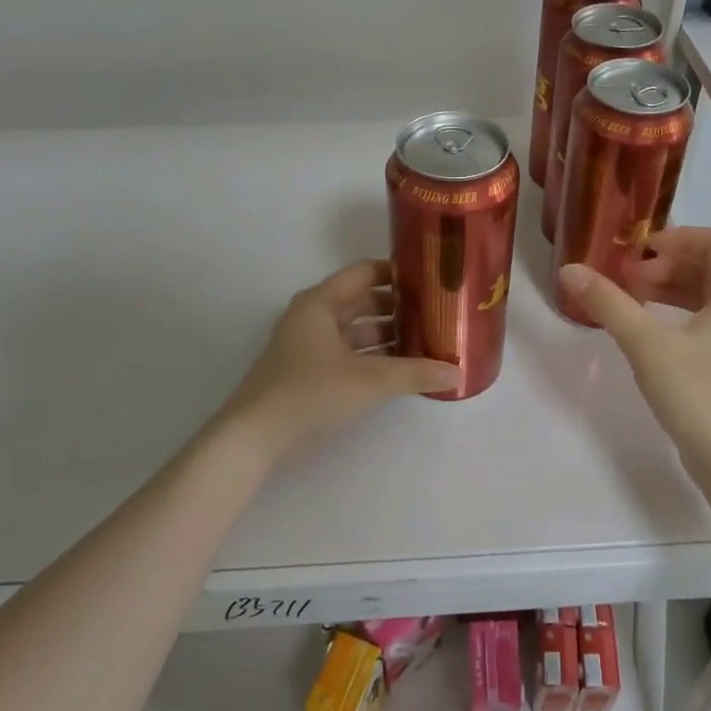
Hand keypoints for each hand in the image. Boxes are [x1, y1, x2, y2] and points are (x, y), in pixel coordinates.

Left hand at [223, 260, 460, 463]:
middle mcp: (312, 317)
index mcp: (320, 303)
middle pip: (361, 301)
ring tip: (426, 342)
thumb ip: (414, 373)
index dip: (397, 272)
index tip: (431, 279)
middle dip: (398, 307)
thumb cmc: (310, 393)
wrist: (253, 438)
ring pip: (354, 330)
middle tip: (436, 313)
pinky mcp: (306, 372)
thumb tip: (457, 373)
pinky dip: (371, 357)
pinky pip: (347, 353)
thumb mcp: (369, 381)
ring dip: (386, 335)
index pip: (364, 272)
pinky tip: (399, 370)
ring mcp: (307, 346)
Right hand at [559, 228, 710, 472]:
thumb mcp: (646, 344)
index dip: (678, 237)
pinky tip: (645, 329)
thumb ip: (608, 303)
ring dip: (668, 288)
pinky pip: (701, 320)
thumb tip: (569, 270)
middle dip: (666, 264)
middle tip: (628, 278)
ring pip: (704, 295)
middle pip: (709, 266)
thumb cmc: (696, 393)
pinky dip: (673, 313)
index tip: (640, 251)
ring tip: (630, 298)